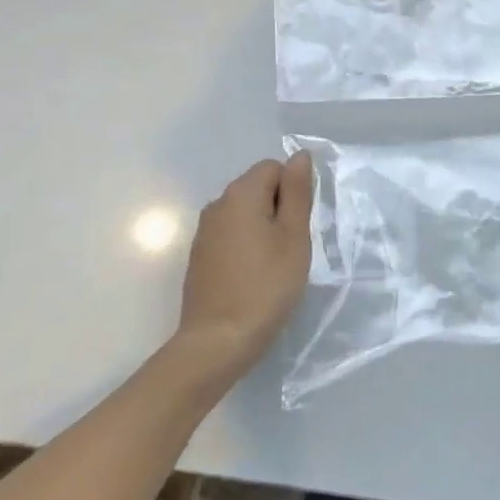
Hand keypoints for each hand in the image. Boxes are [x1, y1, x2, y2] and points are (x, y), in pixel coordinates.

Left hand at [176, 154, 313, 380]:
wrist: (216, 343)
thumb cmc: (265, 286)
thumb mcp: (294, 236)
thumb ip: (297, 192)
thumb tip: (299, 156)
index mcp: (240, 193)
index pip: (274, 168)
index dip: (293, 192)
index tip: (298, 226)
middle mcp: (217, 204)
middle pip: (257, 188)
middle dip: (278, 208)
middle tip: (290, 247)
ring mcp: (204, 231)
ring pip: (244, 213)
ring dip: (262, 228)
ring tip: (273, 264)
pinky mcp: (199, 256)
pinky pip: (230, 235)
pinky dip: (245, 246)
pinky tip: (252, 276)